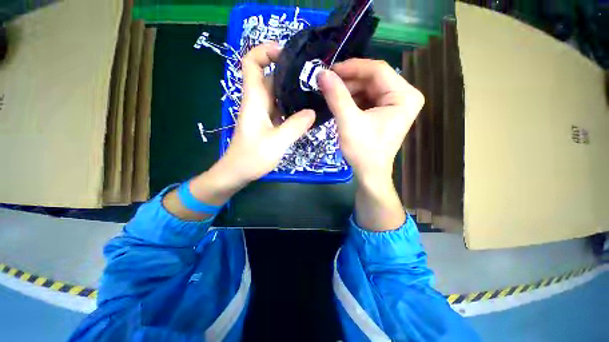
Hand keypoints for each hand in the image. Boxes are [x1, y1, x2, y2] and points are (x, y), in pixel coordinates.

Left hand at [219, 42, 315, 183]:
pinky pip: (281, 109)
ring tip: (315, 92)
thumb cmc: (252, 157)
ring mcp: (263, 113)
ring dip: (294, 91)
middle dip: (289, 72)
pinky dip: (293, 107)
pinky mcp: (268, 123)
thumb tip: (312, 112)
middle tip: (313, 77)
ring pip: (278, 94)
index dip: (265, 51)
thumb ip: (295, 126)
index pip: (251, 63)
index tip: (287, 54)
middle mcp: (258, 102)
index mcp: (254, 99)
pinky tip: (307, 112)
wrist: (237, 173)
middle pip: (270, 77)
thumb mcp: (277, 142)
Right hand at [318, 59, 423, 230]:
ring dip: (348, 90)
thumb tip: (321, 73)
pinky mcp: (384, 112)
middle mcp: (404, 96)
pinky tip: (339, 103)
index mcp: (404, 96)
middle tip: (326, 84)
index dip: (352, 67)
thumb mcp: (349, 122)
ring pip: (368, 88)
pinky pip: (367, 98)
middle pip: (373, 78)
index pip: (377, 70)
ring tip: (329, 94)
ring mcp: (394, 104)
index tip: (329, 71)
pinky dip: (352, 99)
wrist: (370, 174)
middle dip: (348, 81)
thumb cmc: (363, 151)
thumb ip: (336, 96)